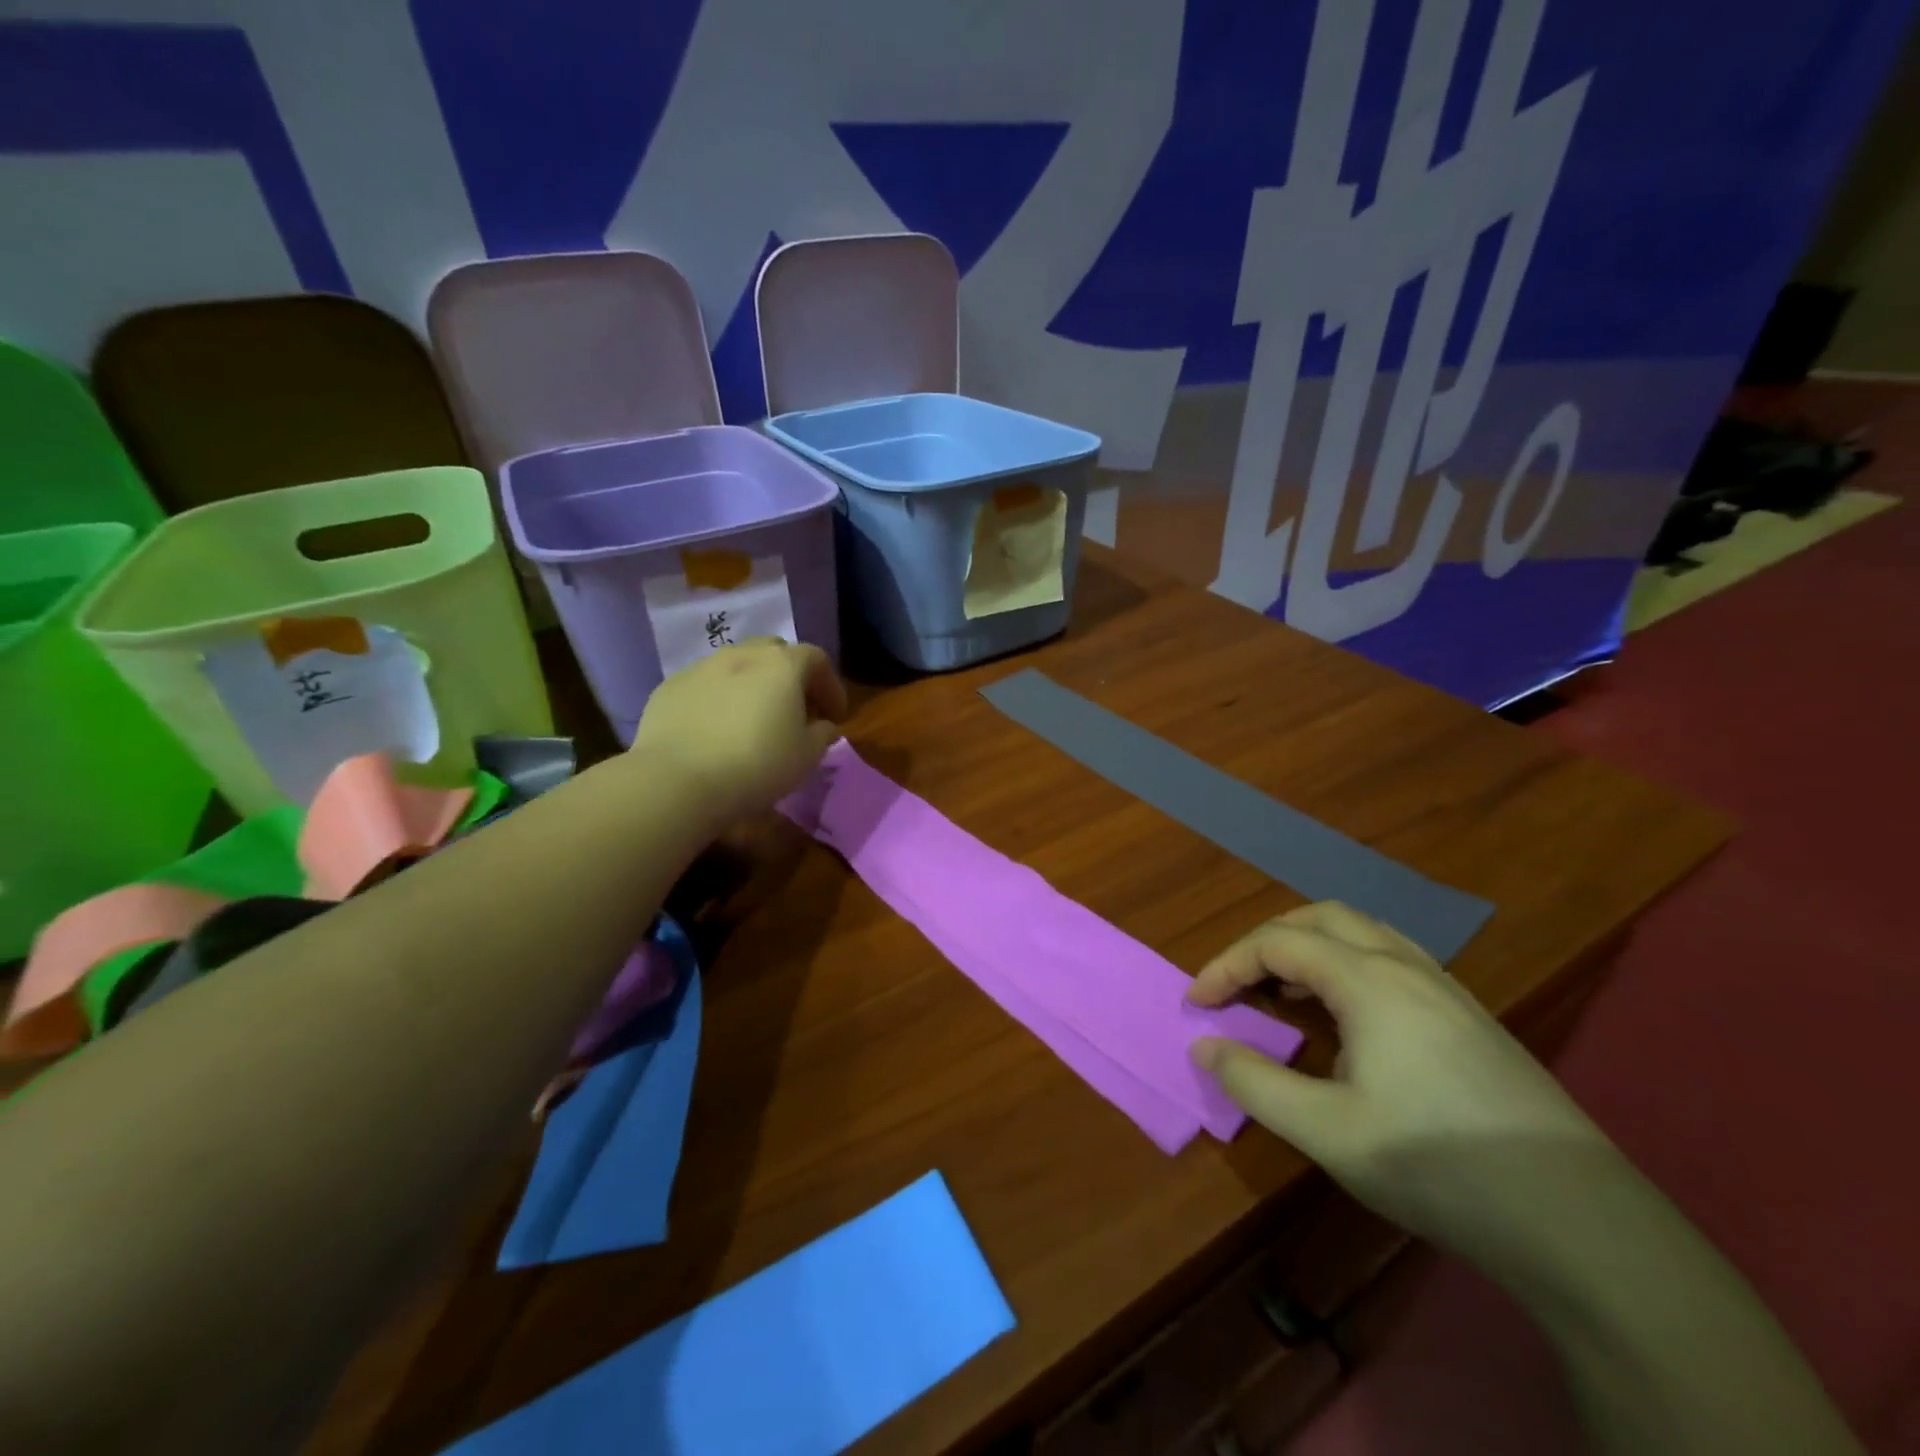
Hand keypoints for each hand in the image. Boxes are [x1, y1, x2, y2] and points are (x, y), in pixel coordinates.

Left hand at [630, 639, 847, 828]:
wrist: (677, 781)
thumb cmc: (757, 765)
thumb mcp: (807, 757)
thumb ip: (822, 734)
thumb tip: (822, 725)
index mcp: (782, 665)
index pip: (817, 659)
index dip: (830, 686)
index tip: (834, 716)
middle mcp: (742, 654)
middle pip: (775, 653)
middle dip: (790, 677)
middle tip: (795, 710)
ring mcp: (701, 667)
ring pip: (737, 665)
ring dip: (752, 685)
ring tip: (752, 718)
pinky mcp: (669, 687)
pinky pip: (705, 685)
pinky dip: (719, 698)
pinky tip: (715, 729)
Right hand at [1187, 902, 1618, 1259]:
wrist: (1579, 1222)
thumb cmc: (1438, 1166)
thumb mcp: (1327, 1131)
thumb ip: (1255, 1082)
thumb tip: (1203, 1046)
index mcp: (1369, 981)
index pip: (1277, 942)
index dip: (1226, 965)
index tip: (1197, 1004)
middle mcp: (1407, 967)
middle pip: (1322, 917)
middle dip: (1268, 939)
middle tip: (1238, 981)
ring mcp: (1447, 989)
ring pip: (1364, 933)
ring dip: (1312, 946)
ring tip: (1285, 989)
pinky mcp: (1472, 1017)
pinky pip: (1393, 959)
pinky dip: (1349, 964)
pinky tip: (1350, 1016)